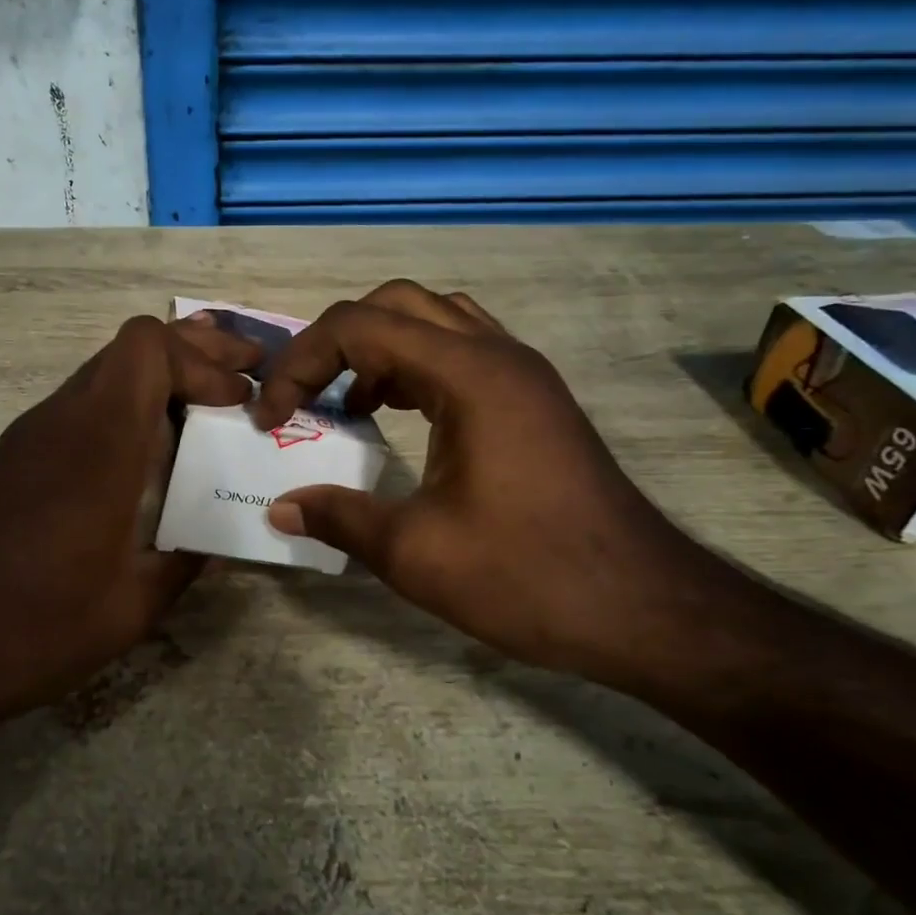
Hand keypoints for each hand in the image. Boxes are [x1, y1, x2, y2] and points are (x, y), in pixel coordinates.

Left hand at [0, 314, 260, 736]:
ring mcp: (30, 437)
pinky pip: (82, 407)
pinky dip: (128, 408)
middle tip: (245, 378)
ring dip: (160, 380)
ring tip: (212, 407)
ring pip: (104, 373)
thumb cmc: (35, 630)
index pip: (146, 348)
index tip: (238, 404)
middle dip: (194, 353)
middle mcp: (60, 422)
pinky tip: (153, 451)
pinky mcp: (14, 459)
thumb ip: (187, 561)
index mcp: (96, 446)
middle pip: (129, 348)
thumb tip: (221, 539)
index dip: (202, 361)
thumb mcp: (132, 608)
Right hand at [251, 281, 727, 684]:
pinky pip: (461, 354)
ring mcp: (523, 375)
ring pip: (434, 322)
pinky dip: (414, 369)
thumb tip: (280, 509)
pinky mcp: (533, 402)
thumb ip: (339, 519)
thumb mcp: (416, 554)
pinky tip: (397, 418)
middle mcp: (498, 355)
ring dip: (378, 350)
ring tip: (347, 404)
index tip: (271, 418)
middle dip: (335, 342)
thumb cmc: (530, 577)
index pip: (359, 327)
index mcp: (469, 375)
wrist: (644, 609)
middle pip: (396, 305)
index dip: (300, 364)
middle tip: (305, 396)